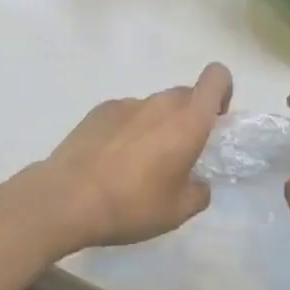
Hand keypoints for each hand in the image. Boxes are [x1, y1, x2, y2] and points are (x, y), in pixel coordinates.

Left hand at [36, 63, 231, 252]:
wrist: (67, 198)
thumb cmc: (131, 205)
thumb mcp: (177, 212)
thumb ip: (199, 191)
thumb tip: (198, 182)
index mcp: (187, 121)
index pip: (216, 77)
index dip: (222, 90)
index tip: (216, 120)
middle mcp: (160, 103)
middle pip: (186, 95)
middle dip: (189, 118)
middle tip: (178, 155)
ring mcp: (128, 103)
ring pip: (155, 107)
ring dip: (157, 127)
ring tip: (138, 166)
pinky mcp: (100, 110)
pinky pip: (127, 114)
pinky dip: (128, 130)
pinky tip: (111, 161)